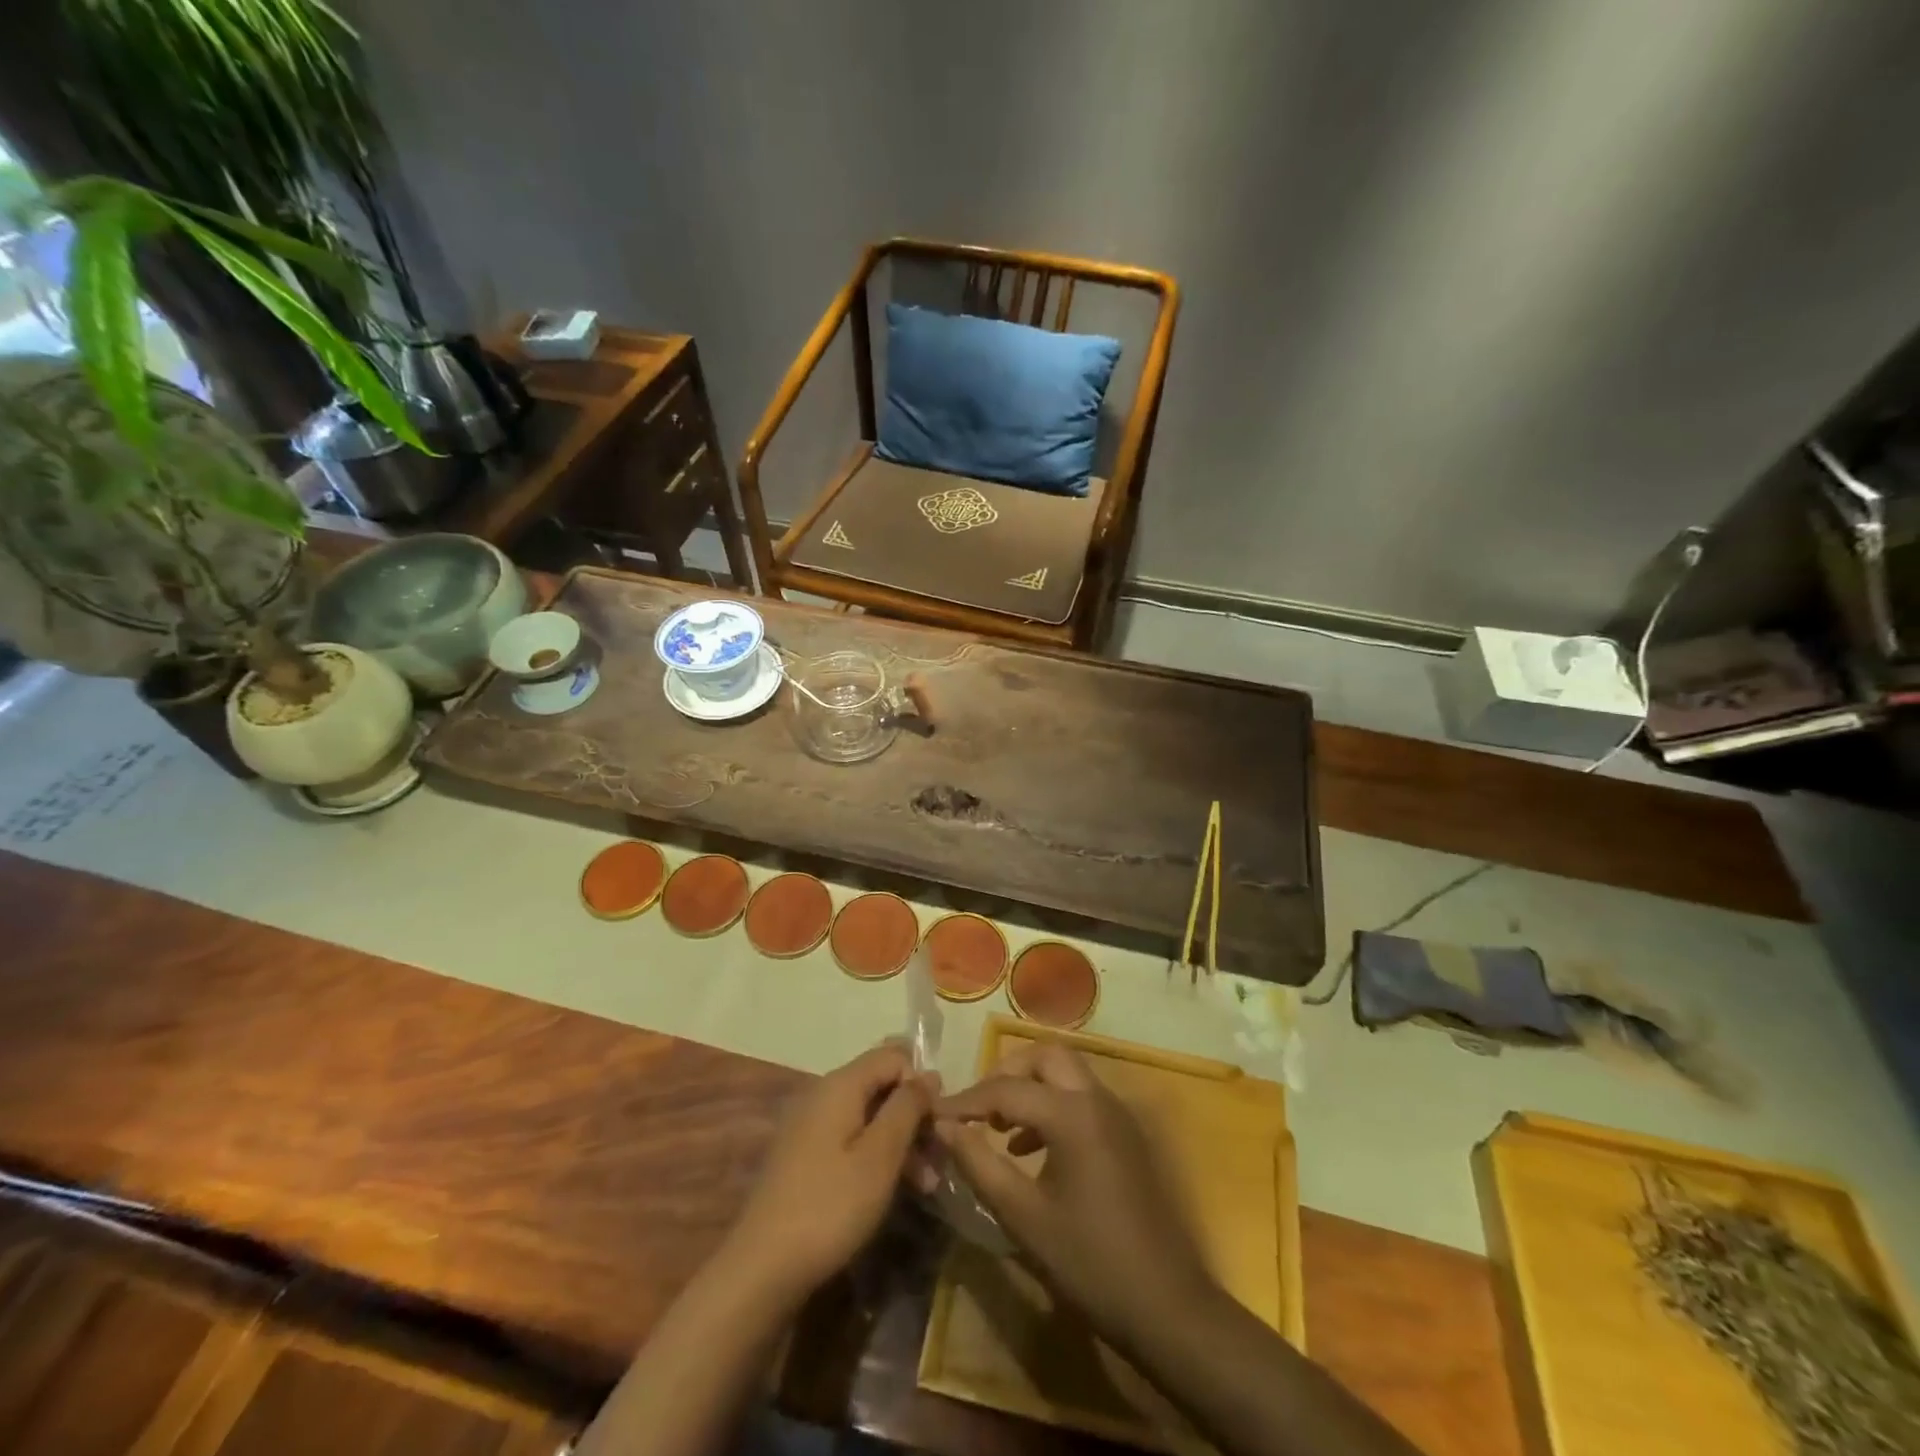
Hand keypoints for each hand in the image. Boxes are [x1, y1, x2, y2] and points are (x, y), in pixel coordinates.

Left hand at [727, 1042, 933, 1304]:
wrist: (762, 1268)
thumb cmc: (830, 1206)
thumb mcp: (880, 1156)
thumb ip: (907, 1107)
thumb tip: (929, 1074)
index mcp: (841, 1084)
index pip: (893, 1056)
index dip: (920, 1084)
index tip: (937, 1124)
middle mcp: (824, 1094)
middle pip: (881, 1085)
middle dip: (914, 1117)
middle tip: (939, 1159)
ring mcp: (812, 1125)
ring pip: (869, 1116)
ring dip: (901, 1143)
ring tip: (927, 1185)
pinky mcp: (806, 1156)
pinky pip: (852, 1139)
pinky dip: (877, 1157)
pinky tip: (896, 1190)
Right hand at [935, 1043, 1215, 1344]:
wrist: (1167, 1306)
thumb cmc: (1090, 1262)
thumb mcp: (1023, 1216)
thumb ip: (979, 1164)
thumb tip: (944, 1126)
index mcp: (1072, 1114)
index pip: (1006, 1089)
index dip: (966, 1101)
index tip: (934, 1115)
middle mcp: (1097, 1099)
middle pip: (1045, 1057)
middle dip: (1007, 1073)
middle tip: (977, 1107)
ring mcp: (1117, 1115)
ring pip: (1067, 1073)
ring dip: (1031, 1086)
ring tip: (998, 1127)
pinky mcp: (1126, 1134)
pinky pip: (1082, 1097)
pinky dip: (1052, 1104)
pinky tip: (1030, 1148)